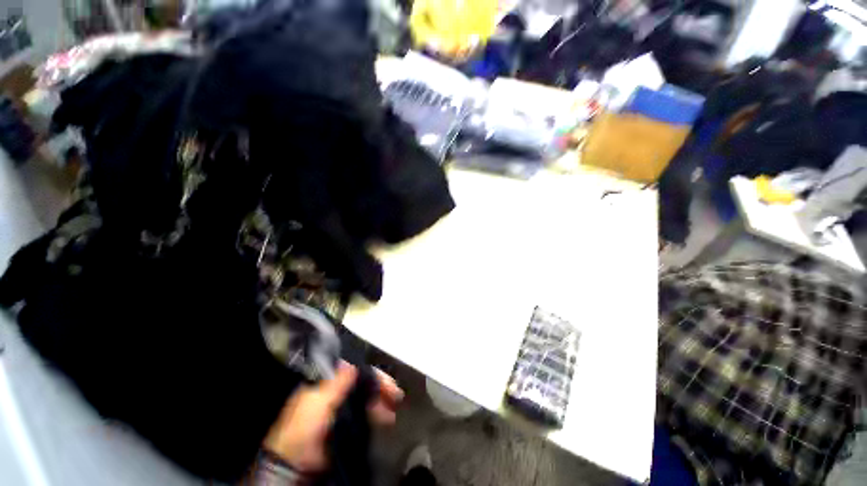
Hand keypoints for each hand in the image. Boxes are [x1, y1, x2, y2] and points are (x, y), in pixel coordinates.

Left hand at [263, 362, 403, 472]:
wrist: (294, 464)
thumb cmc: (303, 427)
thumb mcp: (318, 402)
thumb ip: (336, 383)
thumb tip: (352, 363)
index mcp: (327, 382)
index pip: (355, 370)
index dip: (372, 374)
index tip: (388, 382)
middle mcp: (336, 392)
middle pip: (363, 384)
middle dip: (380, 389)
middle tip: (396, 396)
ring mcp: (341, 409)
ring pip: (366, 399)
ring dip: (380, 403)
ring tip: (391, 413)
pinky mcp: (345, 425)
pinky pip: (364, 415)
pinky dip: (375, 415)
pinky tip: (384, 420)